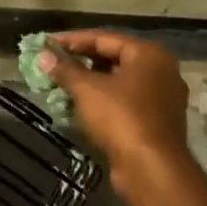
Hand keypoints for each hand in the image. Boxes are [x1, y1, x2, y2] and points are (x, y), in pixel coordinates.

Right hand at [37, 30, 191, 180]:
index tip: (46, 44)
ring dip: (91, 82)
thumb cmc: (121, 118)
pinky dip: (104, 100)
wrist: (151, 168)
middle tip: (54, 64)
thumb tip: (43, 56)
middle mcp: (161, 70)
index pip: (104, 37)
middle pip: (114, 57)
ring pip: (120, 81)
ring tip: (63, 84)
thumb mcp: (87, 90)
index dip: (72, 40)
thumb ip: (65, 69)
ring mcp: (163, 97)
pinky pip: (126, 101)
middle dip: (81, 60)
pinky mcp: (158, 121)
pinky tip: (82, 106)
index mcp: (149, 54)